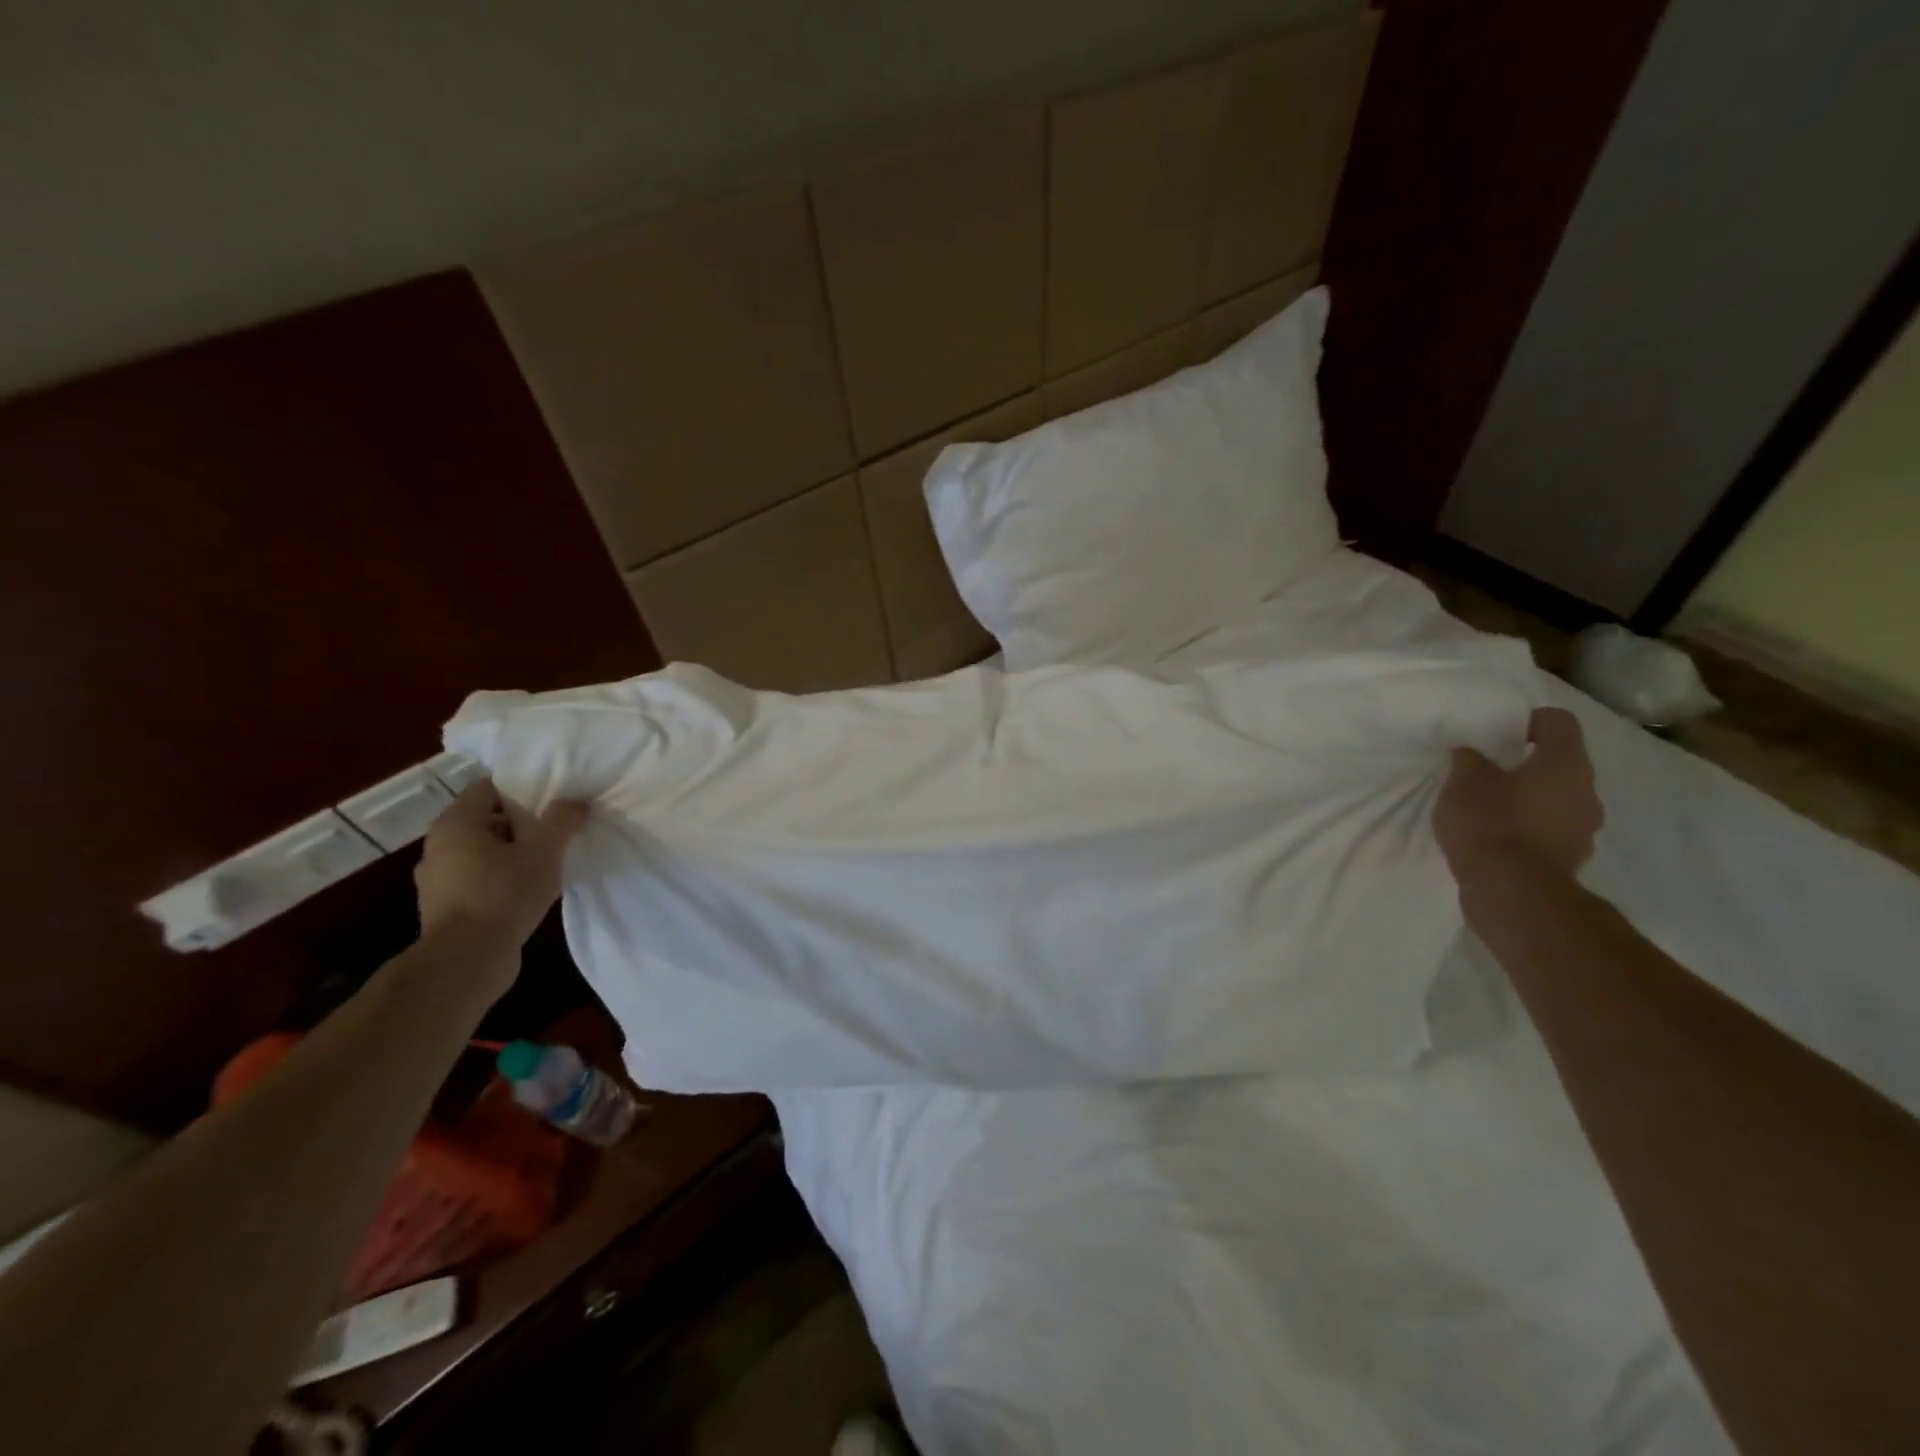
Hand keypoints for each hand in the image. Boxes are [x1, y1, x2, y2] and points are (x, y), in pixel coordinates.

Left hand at [414, 781, 589, 949]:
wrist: (467, 960)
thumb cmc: (503, 893)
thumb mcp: (544, 851)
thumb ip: (562, 820)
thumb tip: (576, 801)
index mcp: (455, 823)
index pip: (487, 787)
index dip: (521, 787)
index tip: (551, 796)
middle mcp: (438, 846)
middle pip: (484, 819)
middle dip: (520, 821)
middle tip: (555, 827)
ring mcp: (437, 879)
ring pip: (481, 851)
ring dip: (510, 852)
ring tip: (546, 860)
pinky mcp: (445, 907)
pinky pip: (477, 879)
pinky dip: (500, 878)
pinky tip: (527, 889)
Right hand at [1435, 707, 1603, 882]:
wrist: (1511, 890)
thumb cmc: (1490, 822)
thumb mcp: (1464, 782)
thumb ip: (1470, 761)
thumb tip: (1473, 754)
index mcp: (1565, 763)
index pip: (1559, 722)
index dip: (1530, 720)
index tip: (1501, 732)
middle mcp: (1586, 791)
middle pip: (1561, 763)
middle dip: (1528, 764)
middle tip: (1490, 771)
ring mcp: (1584, 828)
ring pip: (1558, 799)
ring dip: (1530, 798)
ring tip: (1491, 807)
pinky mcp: (1570, 857)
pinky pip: (1551, 829)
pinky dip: (1529, 827)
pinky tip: (1499, 835)